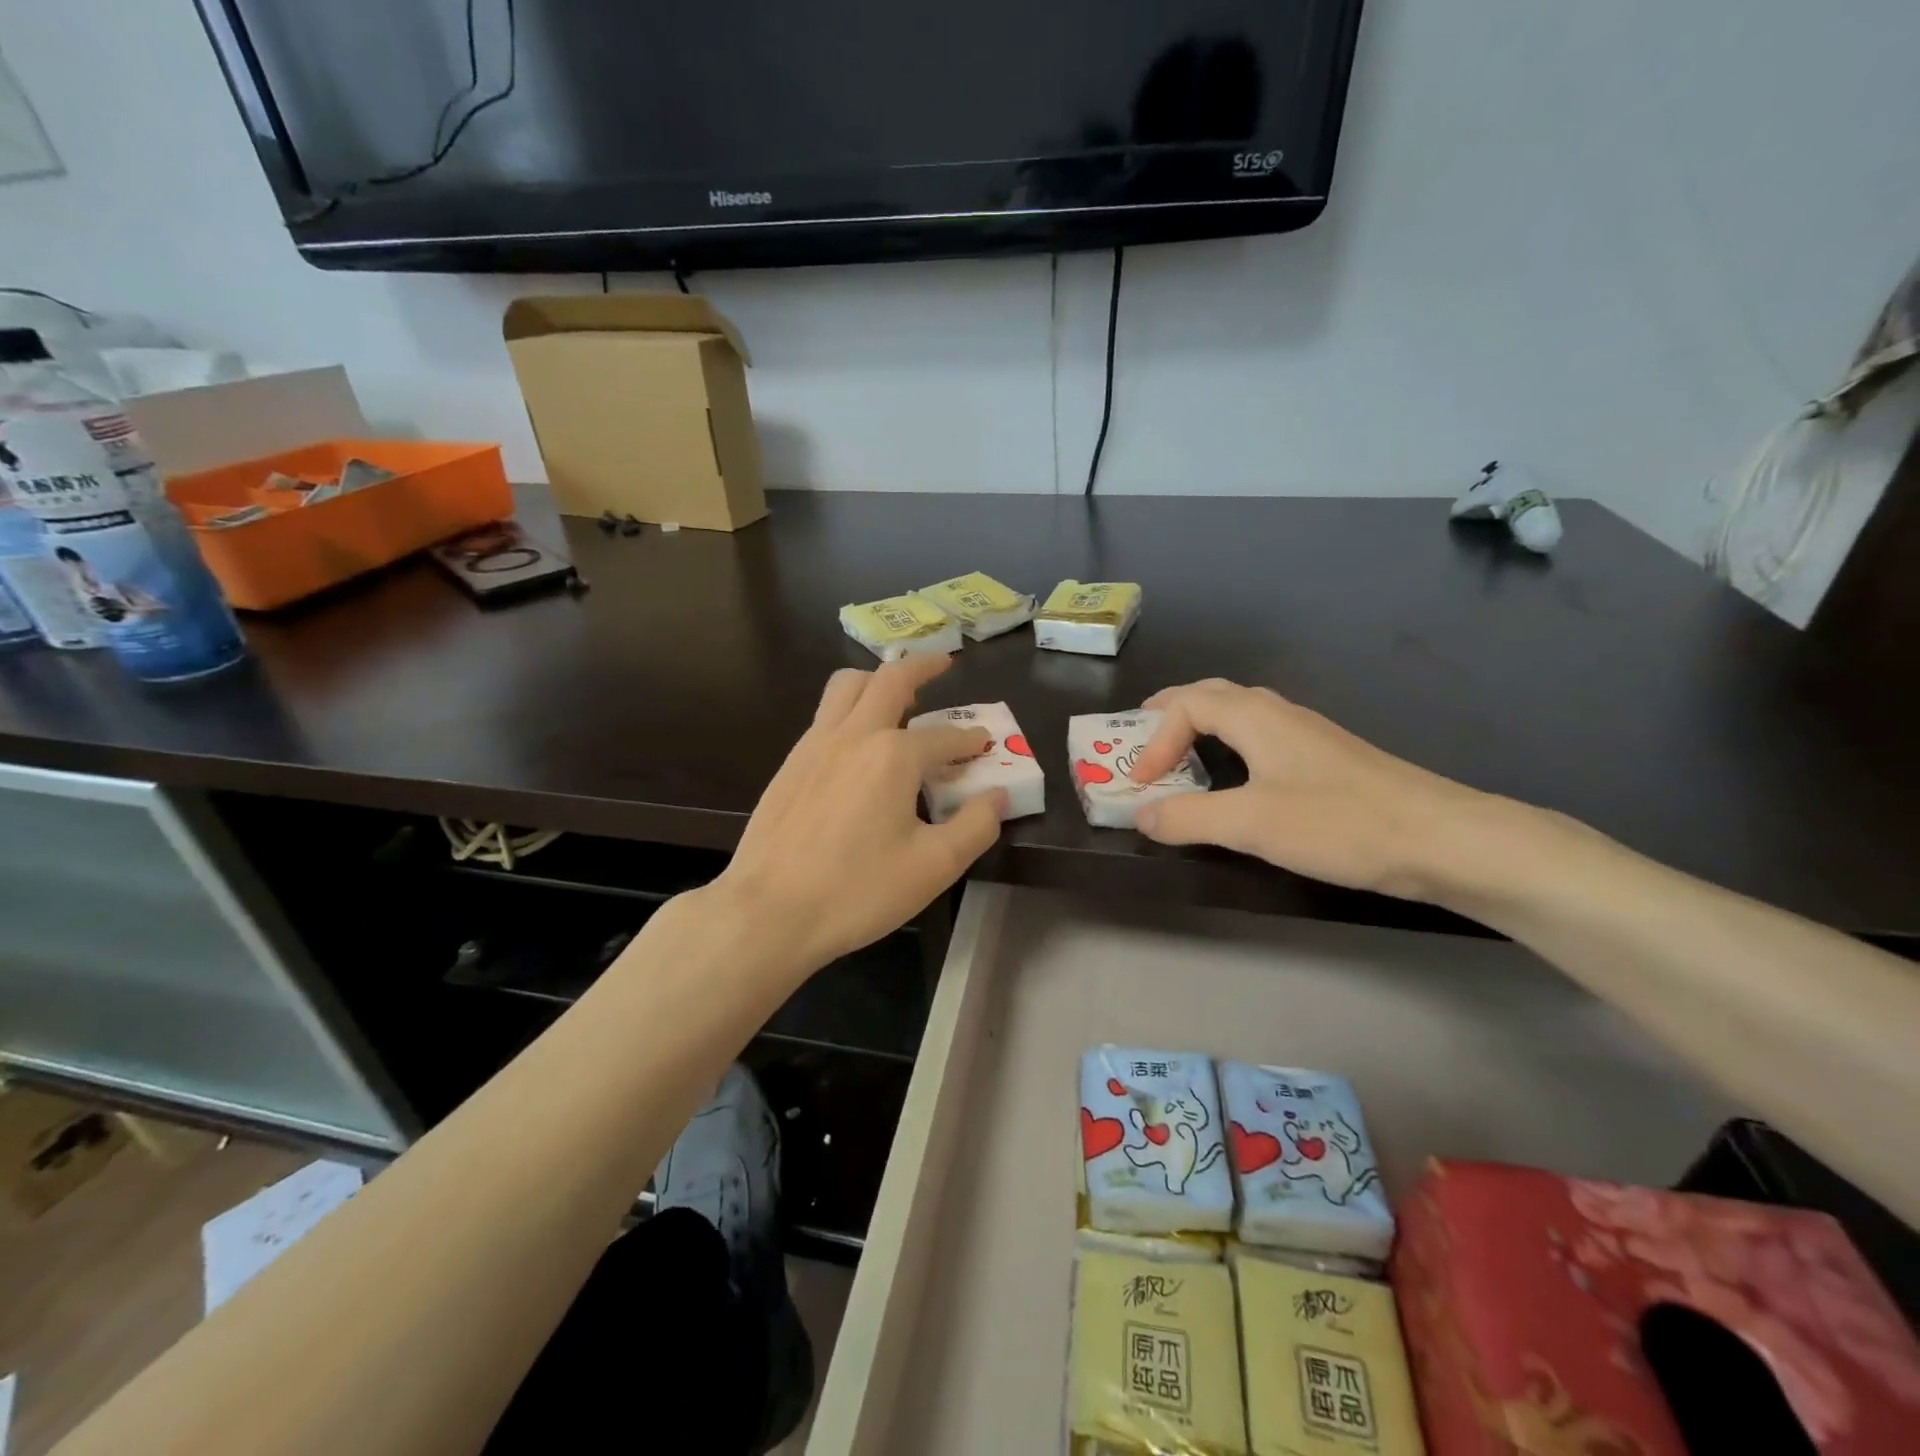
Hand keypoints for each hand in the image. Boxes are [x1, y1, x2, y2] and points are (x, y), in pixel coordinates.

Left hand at [712, 654, 1003, 973]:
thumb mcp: (934, 867)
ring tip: (896, 693)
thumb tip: (997, 797)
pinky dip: (848, 709)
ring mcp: (814, 745)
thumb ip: (976, 827)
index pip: (944, 737)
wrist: (769, 911)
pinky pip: (824, 715)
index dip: (969, 740)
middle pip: (890, 679)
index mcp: (893, 755)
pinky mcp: (790, 764)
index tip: (984, 744)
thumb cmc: (857, 891)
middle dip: (923, 666)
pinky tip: (856, 742)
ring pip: (846, 686)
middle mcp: (853, 735)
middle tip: (944, 663)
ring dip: (877, 679)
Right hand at [1126, 679, 1489, 899]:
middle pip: (1213, 695)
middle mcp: (1280, 715)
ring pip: (1240, 715)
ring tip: (1180, 755)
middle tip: (1142, 738)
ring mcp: (1308, 735)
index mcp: (1256, 717)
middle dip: (1171, 713)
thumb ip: (1187, 818)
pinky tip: (1238, 780)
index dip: (1154, 739)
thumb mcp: (1249, 824)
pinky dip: (1230, 748)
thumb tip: (1141, 816)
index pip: (1186, 705)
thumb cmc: (1338, 823)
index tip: (1141, 784)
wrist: (1442, 839)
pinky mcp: (1328, 761)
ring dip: (1201, 728)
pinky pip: (1262, 739)